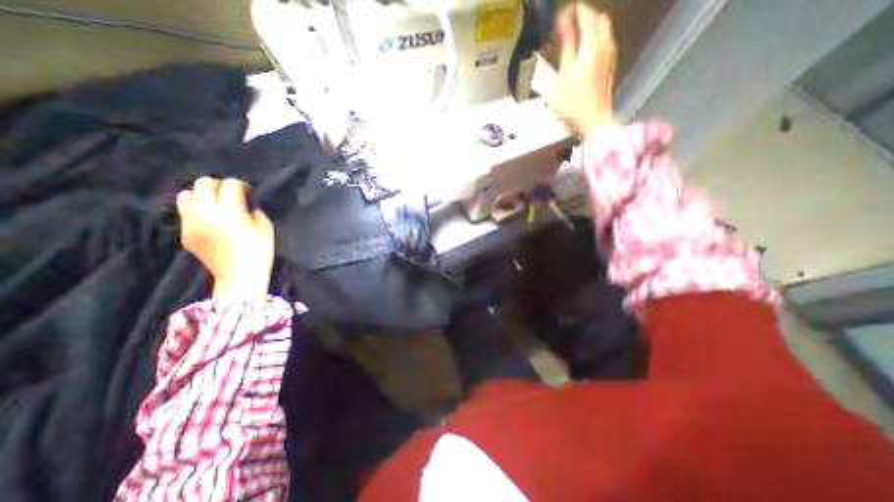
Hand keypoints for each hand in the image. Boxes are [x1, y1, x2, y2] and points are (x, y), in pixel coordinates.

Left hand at [174, 177, 271, 301]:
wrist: (240, 275)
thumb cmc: (260, 251)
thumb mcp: (266, 227)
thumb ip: (254, 210)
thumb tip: (245, 203)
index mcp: (231, 213)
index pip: (230, 185)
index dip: (241, 185)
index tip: (248, 192)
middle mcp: (206, 215)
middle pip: (203, 184)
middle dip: (219, 185)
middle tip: (230, 194)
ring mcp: (191, 224)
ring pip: (186, 195)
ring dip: (203, 195)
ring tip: (216, 203)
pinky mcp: (184, 233)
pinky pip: (185, 211)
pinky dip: (197, 209)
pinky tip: (210, 218)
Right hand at [552, 1, 615, 138]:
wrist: (593, 118)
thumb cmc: (574, 102)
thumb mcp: (561, 75)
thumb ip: (564, 47)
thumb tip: (562, 23)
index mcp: (590, 46)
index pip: (585, 17)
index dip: (574, 11)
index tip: (564, 11)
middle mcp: (604, 46)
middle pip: (599, 20)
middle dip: (586, 15)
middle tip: (572, 19)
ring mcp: (609, 56)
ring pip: (605, 30)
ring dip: (593, 26)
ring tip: (579, 31)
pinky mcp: (609, 66)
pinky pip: (606, 42)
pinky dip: (597, 38)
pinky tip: (588, 48)